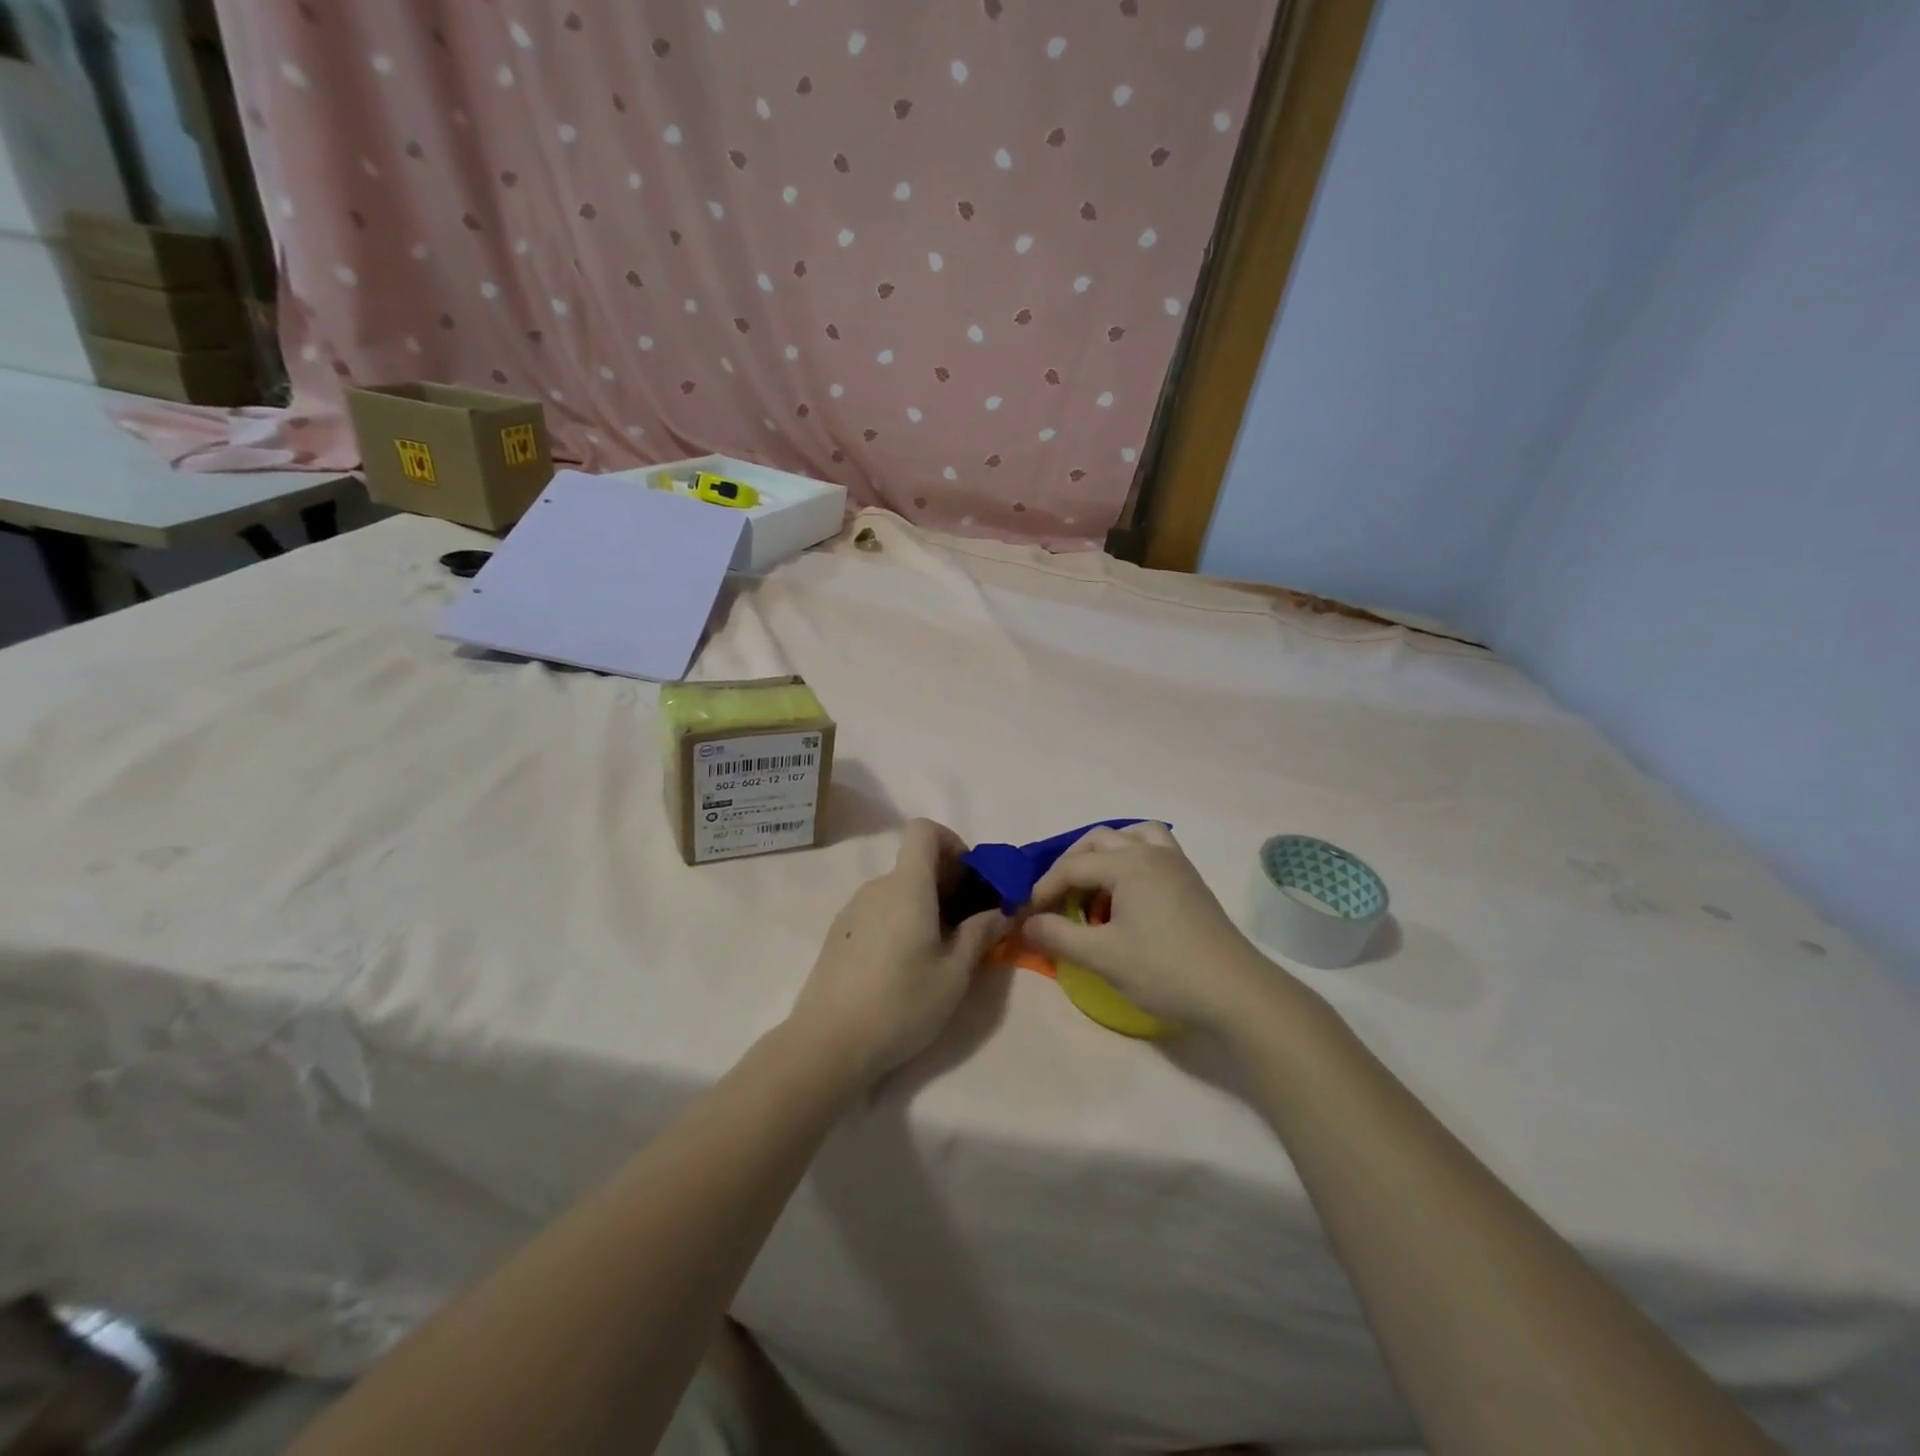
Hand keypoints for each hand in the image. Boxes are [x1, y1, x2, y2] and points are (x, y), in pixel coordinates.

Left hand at [787, 819, 1006, 1082]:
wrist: (828, 1044)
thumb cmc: (901, 1004)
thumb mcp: (954, 974)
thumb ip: (980, 934)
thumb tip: (1001, 911)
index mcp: (907, 886)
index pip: (924, 829)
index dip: (952, 843)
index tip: (970, 880)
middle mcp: (877, 887)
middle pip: (914, 863)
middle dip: (947, 882)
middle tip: (968, 925)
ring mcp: (852, 909)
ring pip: (898, 890)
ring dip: (924, 905)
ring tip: (939, 951)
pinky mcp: (838, 934)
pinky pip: (879, 911)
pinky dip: (900, 921)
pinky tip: (904, 966)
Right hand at [1023, 823, 1274, 1031]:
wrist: (1236, 991)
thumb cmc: (1165, 970)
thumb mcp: (1103, 957)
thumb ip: (1059, 936)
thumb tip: (1026, 924)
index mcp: (1128, 863)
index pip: (1072, 866)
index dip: (1044, 888)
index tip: (1027, 914)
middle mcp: (1151, 852)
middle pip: (1099, 840)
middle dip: (1070, 864)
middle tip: (1056, 898)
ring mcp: (1176, 864)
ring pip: (1131, 836)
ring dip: (1105, 853)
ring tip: (1093, 886)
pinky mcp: (1191, 881)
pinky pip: (1154, 850)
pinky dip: (1132, 858)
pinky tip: (1127, 893)